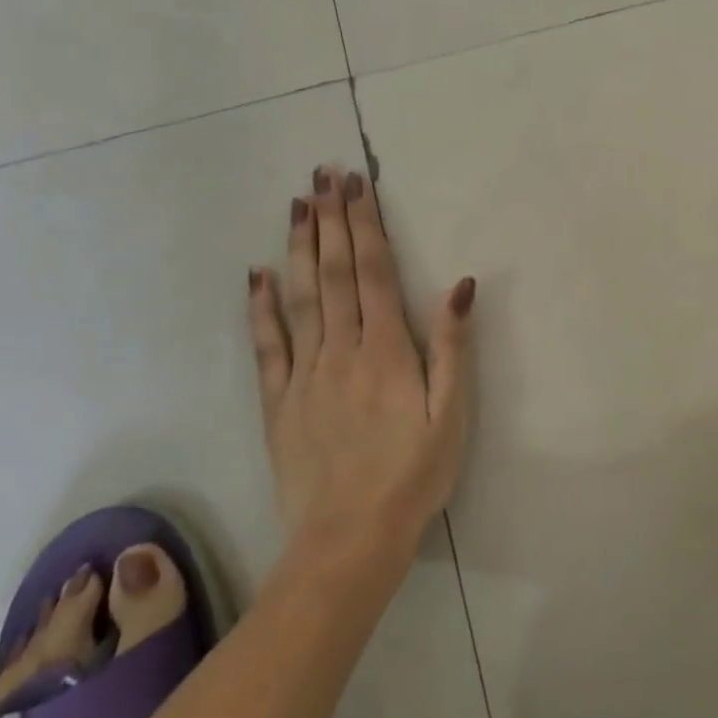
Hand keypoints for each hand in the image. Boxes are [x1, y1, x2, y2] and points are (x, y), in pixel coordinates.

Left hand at [247, 167, 474, 548]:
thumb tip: (459, 283)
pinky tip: (258, 274)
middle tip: (324, 175)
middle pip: (335, 272)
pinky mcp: (279, 402)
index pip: (374, 271)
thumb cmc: (414, 475)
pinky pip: (267, 345)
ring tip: (298, 205)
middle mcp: (341, 350)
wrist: (349, 541)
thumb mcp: (452, 414)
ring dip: (300, 247)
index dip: (366, 224)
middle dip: (331, 220)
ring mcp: (304, 374)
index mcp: (387, 350)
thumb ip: (453, 346)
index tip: (357, 185)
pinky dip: (261, 306)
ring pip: (300, 296)